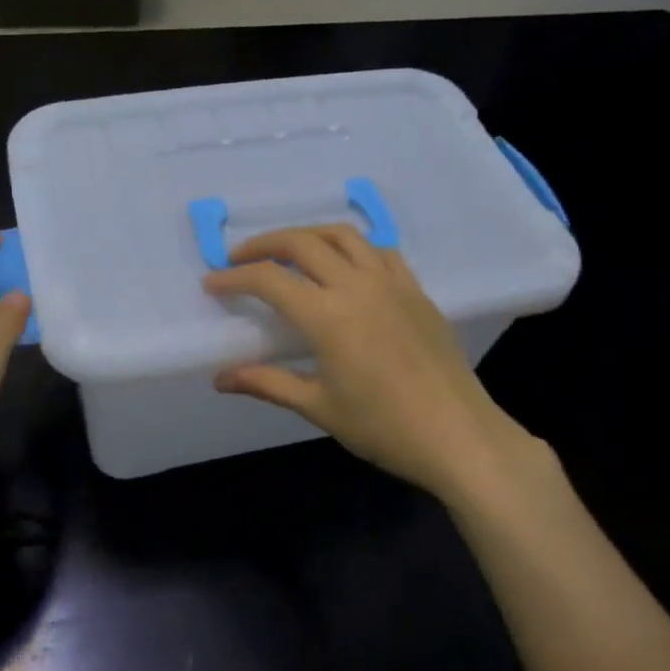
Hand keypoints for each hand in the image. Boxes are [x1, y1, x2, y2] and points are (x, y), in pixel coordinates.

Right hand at [204, 225, 550, 502]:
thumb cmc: (383, 427)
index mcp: (328, 316)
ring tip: (288, 251)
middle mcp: (357, 285)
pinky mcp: (417, 290)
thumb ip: (268, 383)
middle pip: (303, 243)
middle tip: (240, 258)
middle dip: (265, 244)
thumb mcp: (318, 407)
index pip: (270, 280)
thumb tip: (221, 378)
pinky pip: (379, 251)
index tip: (211, 282)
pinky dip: (352, 246)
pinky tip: (344, 264)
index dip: (234, 277)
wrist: (458, 435)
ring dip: (308, 235)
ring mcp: (392, 283)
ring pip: (343, 235)